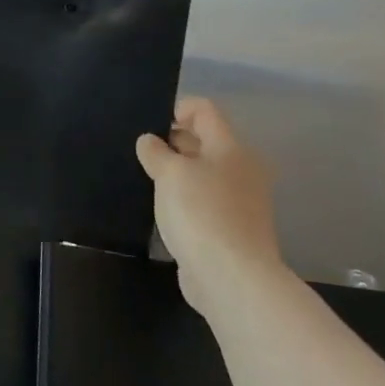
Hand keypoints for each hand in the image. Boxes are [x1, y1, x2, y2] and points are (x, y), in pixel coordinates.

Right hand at [135, 97, 283, 312]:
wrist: (231, 277)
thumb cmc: (200, 212)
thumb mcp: (169, 173)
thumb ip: (156, 152)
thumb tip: (149, 141)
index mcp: (230, 148)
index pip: (205, 111)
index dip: (177, 108)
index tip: (150, 125)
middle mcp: (241, 170)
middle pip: (206, 141)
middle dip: (174, 141)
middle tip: (143, 153)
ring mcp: (241, 202)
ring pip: (204, 173)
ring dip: (178, 173)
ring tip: (148, 180)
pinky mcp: (233, 229)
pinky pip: (205, 201)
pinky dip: (186, 200)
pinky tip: (164, 211)